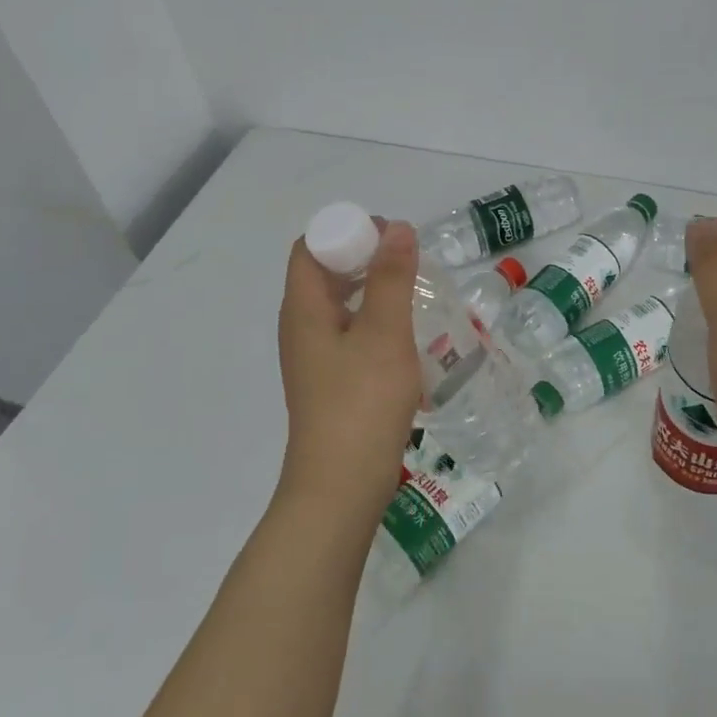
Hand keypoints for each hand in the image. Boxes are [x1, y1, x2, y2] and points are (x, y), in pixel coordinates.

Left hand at [276, 219, 424, 528]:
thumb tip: (396, 228)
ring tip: (414, 294)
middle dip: (365, 257)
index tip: (390, 238)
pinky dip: (374, 321)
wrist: (340, 488)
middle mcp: (301, 326)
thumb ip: (391, 277)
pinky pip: (349, 332)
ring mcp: (314, 356)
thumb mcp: (384, 333)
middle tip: (409, 263)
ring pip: (340, 304)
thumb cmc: (361, 402)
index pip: (311, 246)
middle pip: (324, 272)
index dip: (347, 230)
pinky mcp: (330, 381)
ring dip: (373, 290)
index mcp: (303, 308)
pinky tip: (406, 337)